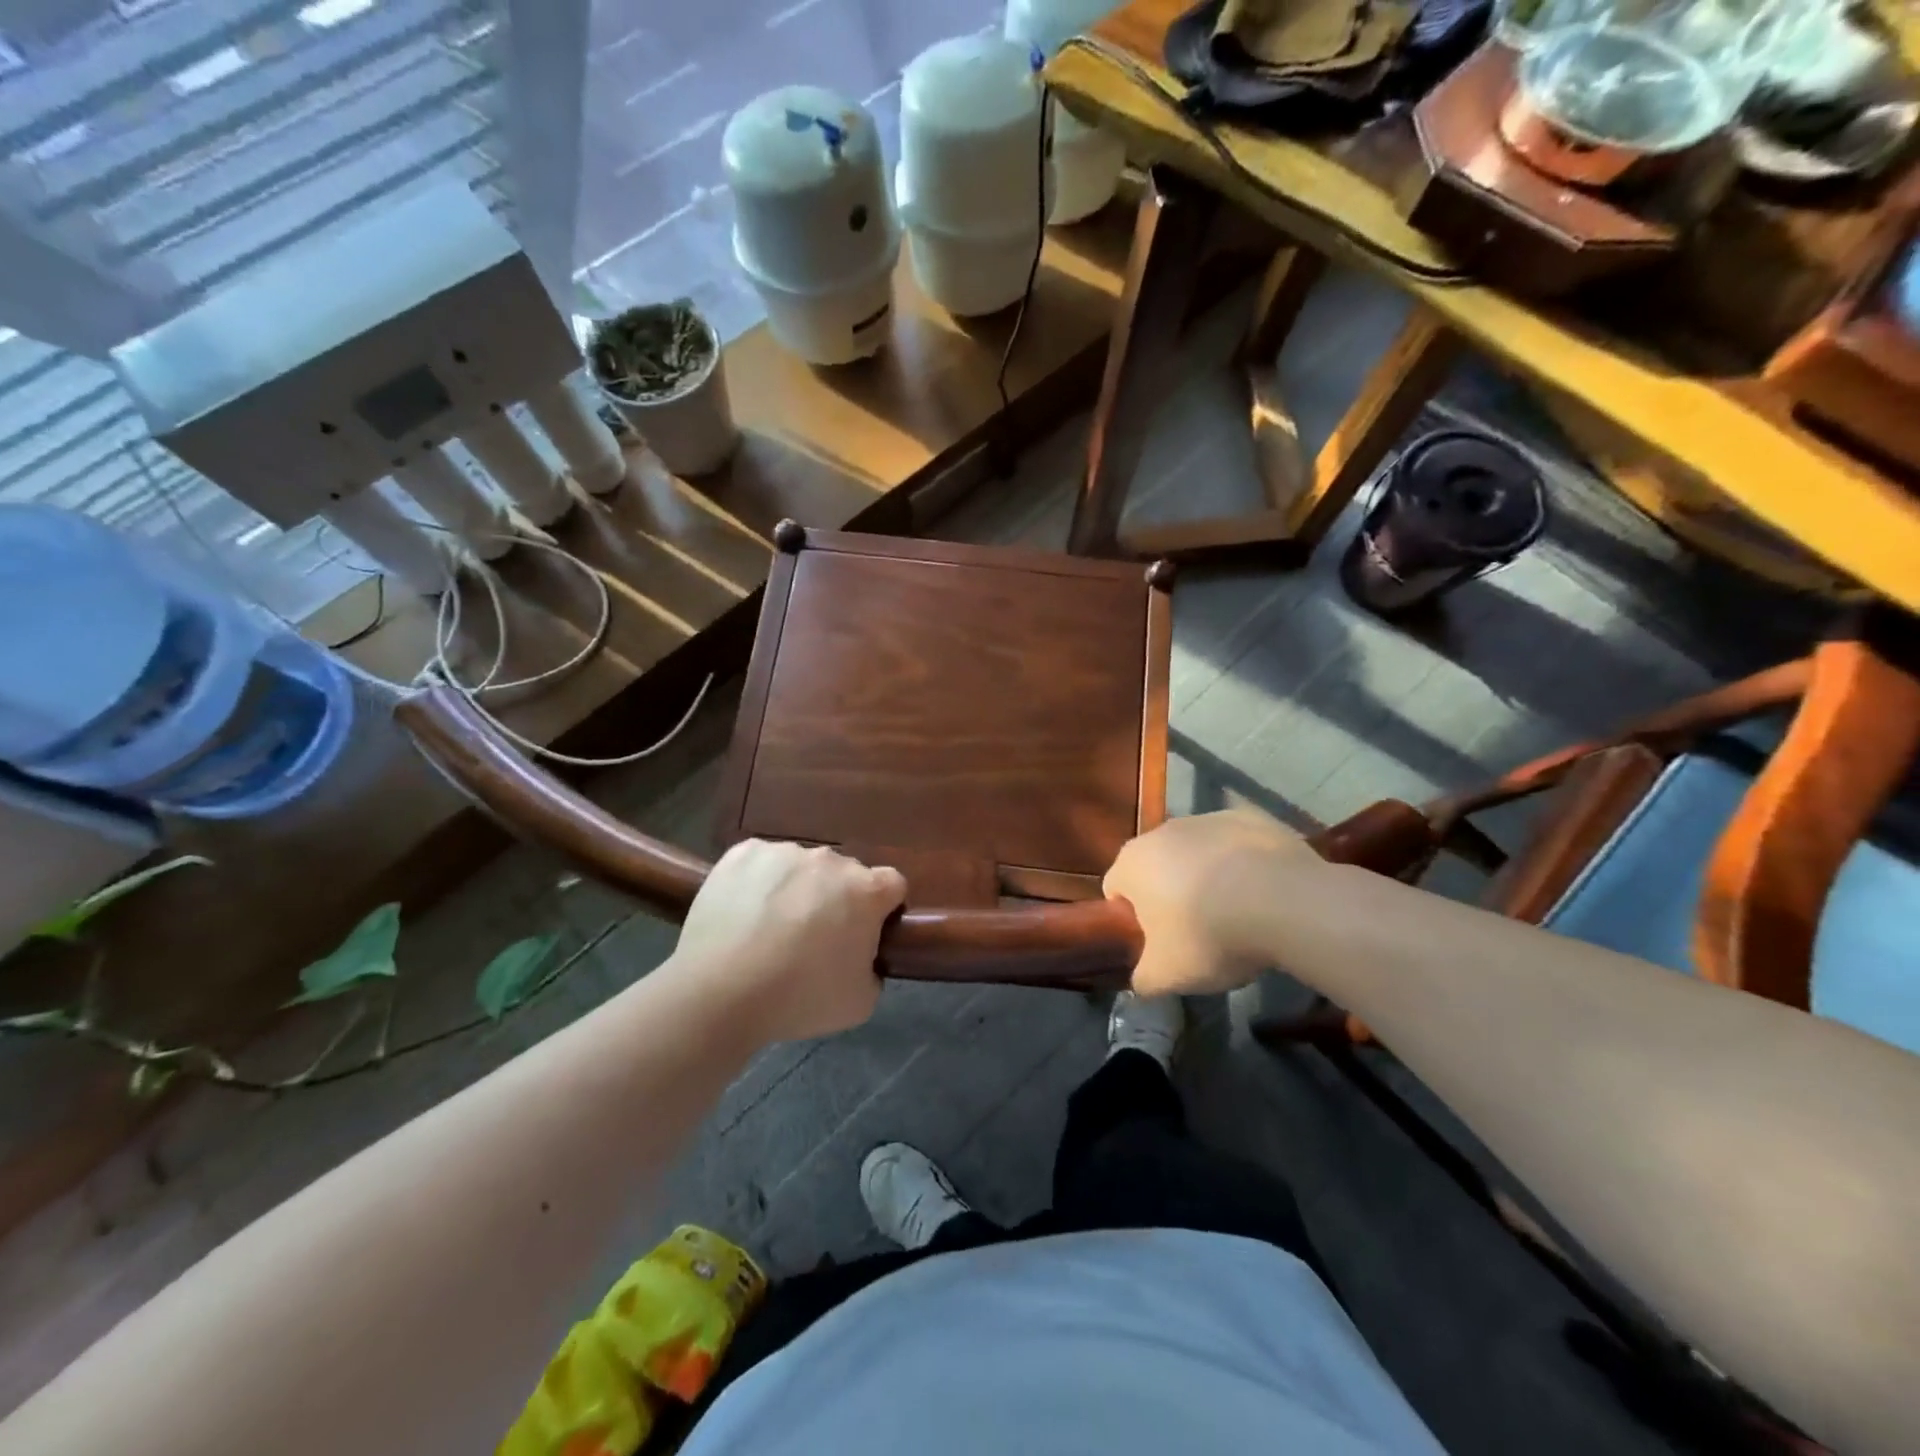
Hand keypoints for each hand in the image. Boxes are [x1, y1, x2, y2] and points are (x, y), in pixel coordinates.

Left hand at [669, 840, 906, 1043]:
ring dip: (796, 889)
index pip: (892, 885)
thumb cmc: (800, 998)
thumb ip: (873, 970)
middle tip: (812, 939)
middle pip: (844, 874)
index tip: (863, 934)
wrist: (721, 991)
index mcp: (866, 890)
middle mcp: (831, 860)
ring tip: (768, 929)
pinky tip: (743, 914)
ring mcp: (785, 851)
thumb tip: (861, 956)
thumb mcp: (861, 1002)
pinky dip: (758, 881)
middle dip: (835, 899)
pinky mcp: (744, 852)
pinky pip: (762, 863)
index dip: (882, 909)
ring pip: (801, 867)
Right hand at [1104, 809, 1314, 995]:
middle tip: (1196, 932)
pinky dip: (1242, 864)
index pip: (1116, 890)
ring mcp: (1207, 818)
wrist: (1285, 901)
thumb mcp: (1166, 976)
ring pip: (1196, 852)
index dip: (1132, 920)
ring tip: (1237, 912)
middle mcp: (1162, 831)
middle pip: (1156, 866)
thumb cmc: (1209, 935)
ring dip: (1206, 876)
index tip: (1158, 944)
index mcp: (1131, 863)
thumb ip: (1143, 978)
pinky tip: (1264, 892)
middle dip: (1169, 894)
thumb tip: (1142, 978)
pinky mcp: (1250, 817)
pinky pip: (1235, 845)